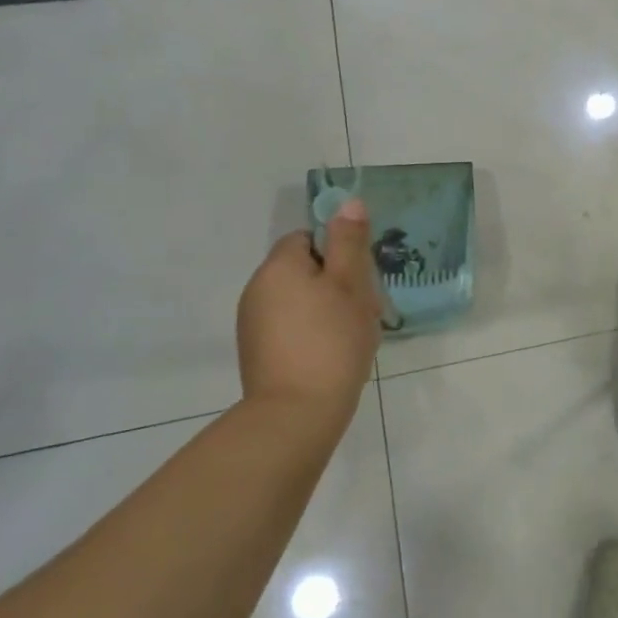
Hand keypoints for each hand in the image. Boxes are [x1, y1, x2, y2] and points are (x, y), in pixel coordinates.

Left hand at [235, 199, 382, 413]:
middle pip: (304, 269)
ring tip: (352, 336)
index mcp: (278, 266)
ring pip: (300, 300)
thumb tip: (349, 202)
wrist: (296, 414)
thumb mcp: (350, 285)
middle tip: (363, 309)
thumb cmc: (331, 341)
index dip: (339, 252)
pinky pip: (291, 327)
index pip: (308, 238)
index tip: (360, 278)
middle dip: (337, 283)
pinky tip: (333, 355)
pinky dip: (313, 333)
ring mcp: (253, 324)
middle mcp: (258, 289)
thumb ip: (349, 241)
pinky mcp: (258, 353)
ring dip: (327, 309)